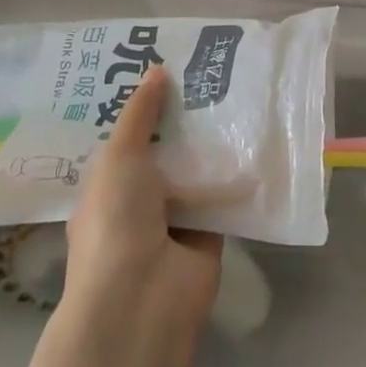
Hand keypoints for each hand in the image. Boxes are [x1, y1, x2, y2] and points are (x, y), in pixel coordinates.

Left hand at [65, 66, 223, 344]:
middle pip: (165, 150)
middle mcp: (139, 200)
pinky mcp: (209, 235)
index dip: (144, 106)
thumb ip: (139, 114)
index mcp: (107, 184)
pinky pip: (224, 196)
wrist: (143, 299)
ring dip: (213, 143)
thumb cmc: (117, 220)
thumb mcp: (119, 156)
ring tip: (240, 93)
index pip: (127, 137)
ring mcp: (174, 220)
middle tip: (211, 73)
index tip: (168, 67)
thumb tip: (156, 70)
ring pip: (196, 171)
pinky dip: (237, 176)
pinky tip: (258, 137)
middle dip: (184, 119)